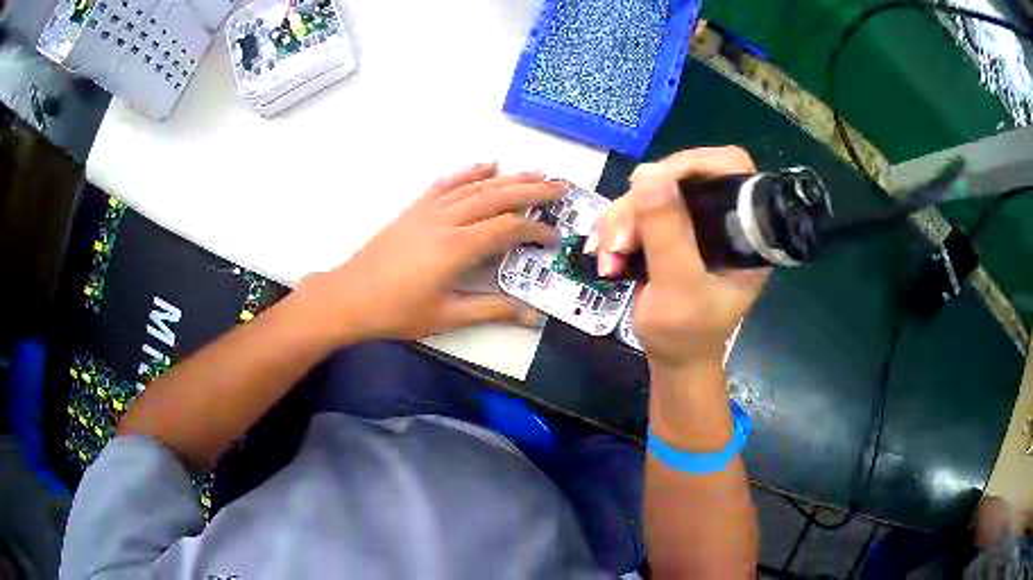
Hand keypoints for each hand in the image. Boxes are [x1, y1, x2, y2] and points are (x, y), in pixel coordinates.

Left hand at [299, 162, 562, 342]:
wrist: (350, 296)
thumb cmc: (397, 311)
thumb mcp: (446, 316)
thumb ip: (492, 311)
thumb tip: (532, 317)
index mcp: (457, 248)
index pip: (507, 228)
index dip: (535, 229)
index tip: (553, 237)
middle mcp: (447, 220)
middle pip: (497, 196)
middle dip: (532, 190)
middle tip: (561, 186)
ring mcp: (429, 210)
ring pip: (476, 186)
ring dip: (508, 177)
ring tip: (535, 172)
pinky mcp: (416, 208)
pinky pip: (447, 183)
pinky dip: (469, 172)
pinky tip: (487, 164)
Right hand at [593, 147, 767, 371]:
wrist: (671, 358)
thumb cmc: (686, 334)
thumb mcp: (678, 288)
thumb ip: (667, 234)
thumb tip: (648, 174)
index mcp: (745, 229)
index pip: (730, 168)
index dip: (694, 163)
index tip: (651, 182)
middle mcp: (722, 217)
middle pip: (680, 178)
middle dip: (641, 205)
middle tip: (618, 241)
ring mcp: (694, 222)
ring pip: (651, 193)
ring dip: (620, 221)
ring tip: (607, 258)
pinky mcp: (670, 230)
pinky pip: (637, 210)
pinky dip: (616, 229)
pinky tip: (606, 256)